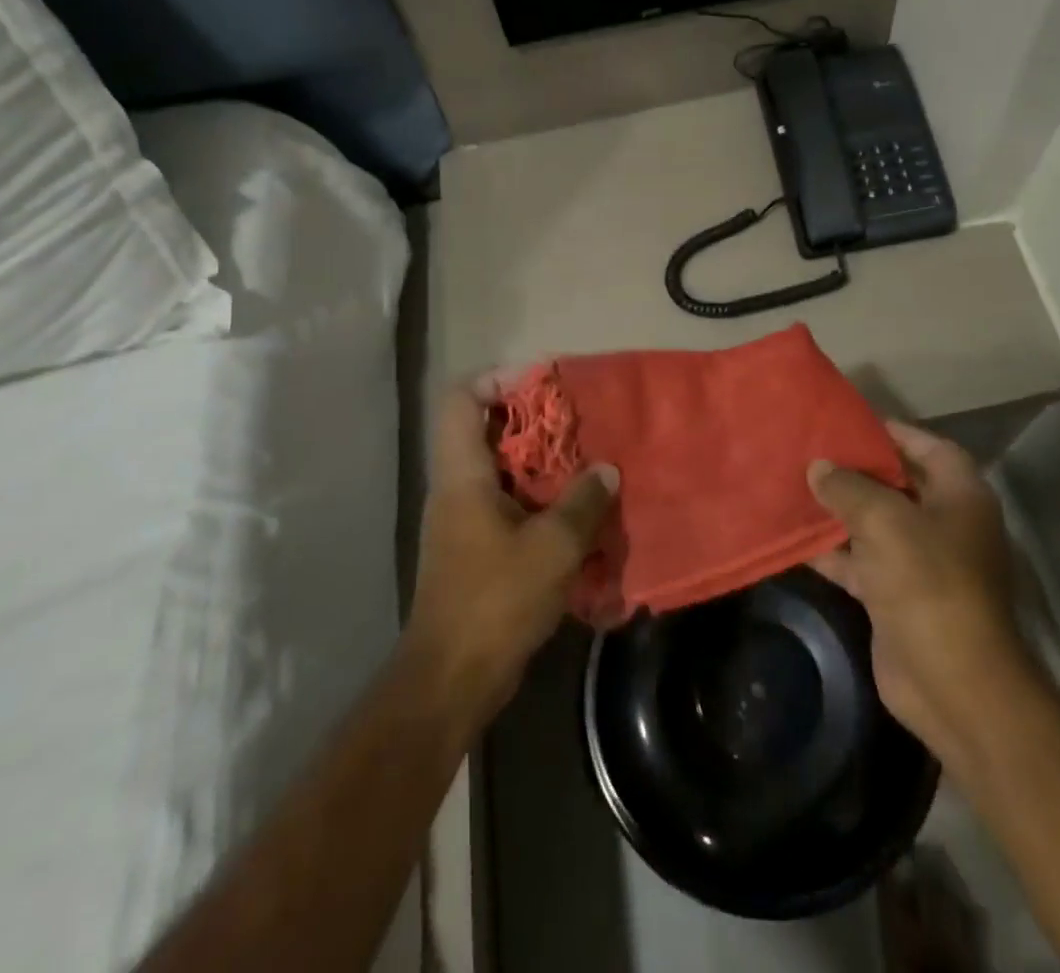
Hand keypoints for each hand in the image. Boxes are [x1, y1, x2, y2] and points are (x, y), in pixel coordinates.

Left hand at [402, 376, 617, 730]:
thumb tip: (606, 469)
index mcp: (463, 475)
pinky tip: (578, 512)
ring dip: (542, 463)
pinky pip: (509, 503)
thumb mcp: (552, 547)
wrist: (452, 678)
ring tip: (587, 463)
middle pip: (485, 430)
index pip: (460, 400)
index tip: (542, 385)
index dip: (496, 380)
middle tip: (578, 423)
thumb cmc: (495, 601)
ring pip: (501, 469)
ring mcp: (464, 519)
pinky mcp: (477, 548)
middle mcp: (457, 488)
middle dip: (532, 421)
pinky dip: (540, 499)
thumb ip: (583, 502)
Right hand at [808, 421, 1027, 756]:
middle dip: (856, 470)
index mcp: (959, 496)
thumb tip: (818, 466)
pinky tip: (795, 537)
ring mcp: (920, 563)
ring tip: (794, 486)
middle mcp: (944, 524)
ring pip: (874, 524)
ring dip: (839, 511)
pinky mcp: (896, 596)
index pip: (928, 447)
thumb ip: (847, 486)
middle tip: (810, 452)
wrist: (951, 682)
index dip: (892, 432)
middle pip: (897, 485)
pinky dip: (833, 551)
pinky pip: (860, 562)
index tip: (847, 423)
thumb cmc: (928, 582)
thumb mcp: (884, 520)